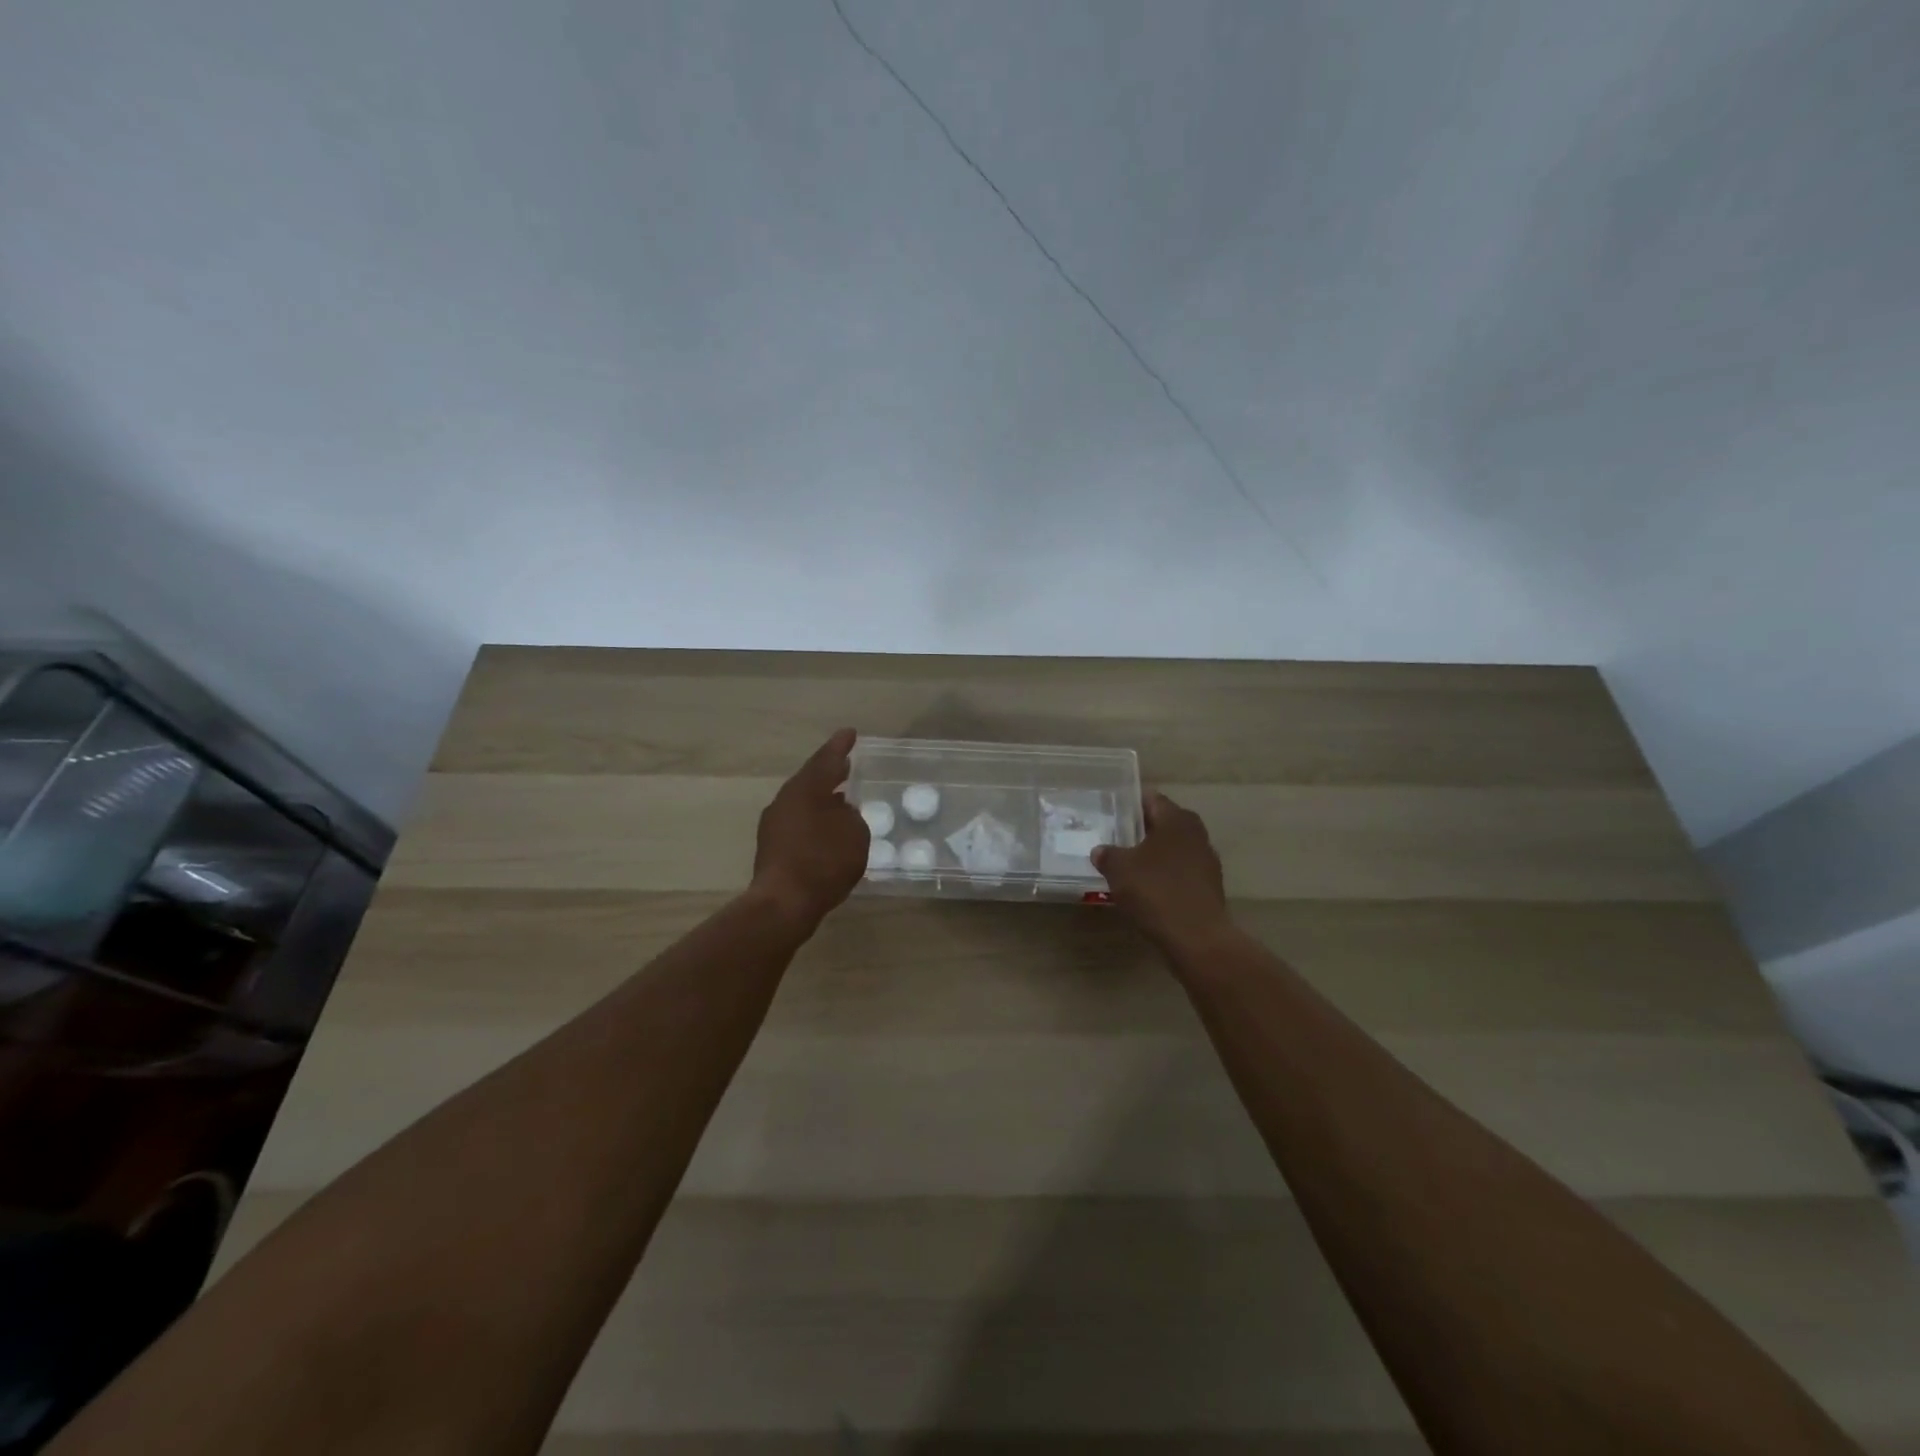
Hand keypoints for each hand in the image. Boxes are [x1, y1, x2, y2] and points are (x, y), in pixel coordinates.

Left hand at [749, 728, 868, 931]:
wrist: (784, 903)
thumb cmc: (823, 861)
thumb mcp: (855, 834)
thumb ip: (852, 817)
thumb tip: (841, 813)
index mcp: (805, 789)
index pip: (826, 760)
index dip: (840, 746)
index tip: (850, 733)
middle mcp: (785, 801)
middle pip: (811, 780)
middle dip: (830, 773)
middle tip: (846, 764)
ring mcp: (775, 825)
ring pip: (803, 803)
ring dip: (822, 799)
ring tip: (842, 799)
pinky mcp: (773, 848)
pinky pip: (799, 823)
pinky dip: (815, 821)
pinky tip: (829, 831)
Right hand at [1092, 791, 1231, 953]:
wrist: (1196, 938)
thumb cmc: (1156, 891)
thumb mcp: (1119, 870)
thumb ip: (1107, 855)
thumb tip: (1100, 851)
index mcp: (1177, 819)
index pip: (1152, 799)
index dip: (1130, 803)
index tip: (1111, 810)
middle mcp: (1196, 833)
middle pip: (1164, 823)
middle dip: (1141, 829)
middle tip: (1116, 836)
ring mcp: (1206, 861)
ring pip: (1174, 848)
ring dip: (1154, 853)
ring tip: (1128, 863)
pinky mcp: (1209, 886)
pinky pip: (1181, 871)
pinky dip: (1165, 874)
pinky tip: (1147, 887)